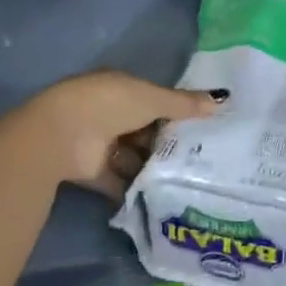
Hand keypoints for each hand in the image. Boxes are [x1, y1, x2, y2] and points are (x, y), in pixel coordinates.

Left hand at [37, 71, 225, 198]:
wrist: (63, 135)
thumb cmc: (110, 105)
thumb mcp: (152, 99)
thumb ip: (184, 104)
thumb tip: (222, 99)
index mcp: (120, 88)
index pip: (151, 99)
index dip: (173, 111)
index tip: (199, 126)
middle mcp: (108, 113)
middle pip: (142, 129)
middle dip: (165, 142)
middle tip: (199, 157)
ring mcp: (99, 143)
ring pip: (132, 155)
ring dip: (152, 166)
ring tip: (187, 179)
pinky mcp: (93, 171)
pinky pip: (119, 181)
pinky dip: (135, 188)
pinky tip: (162, 197)